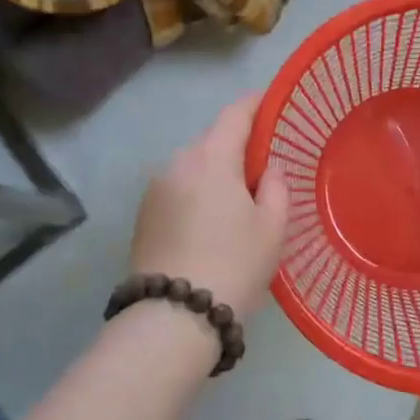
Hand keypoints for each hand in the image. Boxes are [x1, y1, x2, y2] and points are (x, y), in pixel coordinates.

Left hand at [130, 93, 288, 318]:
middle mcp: (178, 163)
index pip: (236, 114)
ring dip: (215, 173)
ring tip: (238, 202)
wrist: (172, 318)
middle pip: (213, 140)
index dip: (256, 104)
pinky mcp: (144, 216)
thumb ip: (275, 186)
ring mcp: (155, 189)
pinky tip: (211, 223)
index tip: (273, 102)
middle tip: (263, 169)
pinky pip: (178, 190)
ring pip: (193, 167)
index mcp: (211, 157)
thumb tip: (268, 167)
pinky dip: (197, 194)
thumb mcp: (272, 227)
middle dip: (238, 146)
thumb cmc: (233, 265)